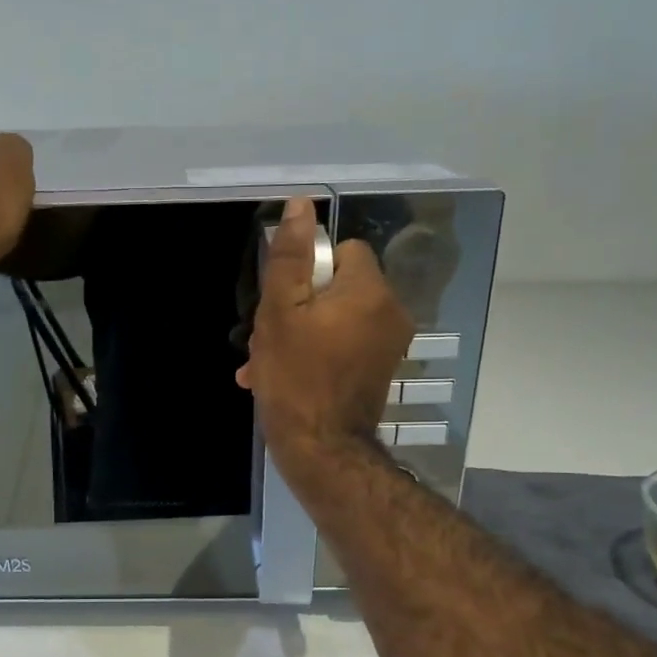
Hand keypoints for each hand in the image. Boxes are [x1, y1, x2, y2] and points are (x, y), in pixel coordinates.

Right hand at [237, 197, 413, 467]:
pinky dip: (316, 353)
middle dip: (298, 306)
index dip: (308, 270)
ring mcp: (387, 345)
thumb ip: (291, 256)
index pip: (343, 251)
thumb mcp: (280, 311)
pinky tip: (282, 376)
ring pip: (335, 318)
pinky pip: (343, 345)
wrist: (321, 450)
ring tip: (266, 362)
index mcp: (370, 291)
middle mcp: (390, 313)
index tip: (284, 299)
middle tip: (268, 337)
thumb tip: (302, 205)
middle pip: (337, 286)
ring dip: (300, 333)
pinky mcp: (378, 371)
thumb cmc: (295, 377)